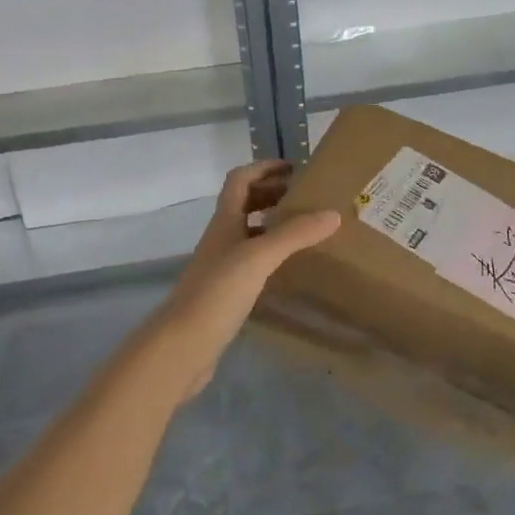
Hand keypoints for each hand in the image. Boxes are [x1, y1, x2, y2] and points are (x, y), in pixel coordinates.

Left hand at [146, 160, 339, 398]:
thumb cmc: (217, 292)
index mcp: (224, 221)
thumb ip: (294, 234)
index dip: (264, 168)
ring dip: (273, 225)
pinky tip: (290, 268)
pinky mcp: (226, 293)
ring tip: (306, 230)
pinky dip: (271, 256)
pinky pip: (252, 262)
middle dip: (273, 194)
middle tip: (307, 199)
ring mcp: (221, 266)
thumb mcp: (259, 257)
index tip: (294, 168)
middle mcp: (221, 238)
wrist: (181, 346)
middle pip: (244, 204)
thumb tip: (332, 213)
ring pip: (249, 233)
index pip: (240, 179)